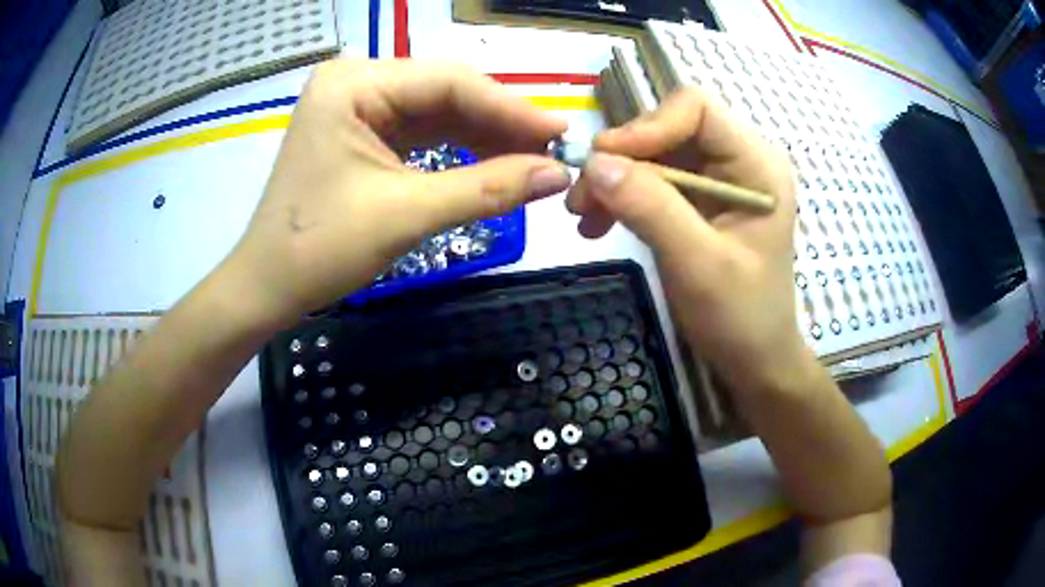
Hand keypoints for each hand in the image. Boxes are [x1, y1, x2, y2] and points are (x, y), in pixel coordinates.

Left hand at [228, 59, 571, 322]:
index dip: (512, 109)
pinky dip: (460, 148)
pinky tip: (495, 162)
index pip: (450, 82)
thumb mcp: (406, 215)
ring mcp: (358, 105)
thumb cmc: (319, 249)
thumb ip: (488, 188)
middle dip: (501, 123)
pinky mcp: (363, 130)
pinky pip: (423, 131)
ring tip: (534, 160)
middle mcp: (357, 81)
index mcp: (354, 84)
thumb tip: (558, 174)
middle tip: (554, 151)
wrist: (268, 287)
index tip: (563, 134)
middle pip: (447, 91)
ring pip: (439, 111)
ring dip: (486, 136)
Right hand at [566, 88, 802, 391]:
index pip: (695, 109)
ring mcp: (718, 179)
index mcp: (756, 164)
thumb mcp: (697, 264)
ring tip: (584, 216)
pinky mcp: (700, 200)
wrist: (754, 359)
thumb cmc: (741, 317)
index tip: (604, 162)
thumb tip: (594, 163)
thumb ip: (650, 208)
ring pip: (654, 154)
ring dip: (614, 180)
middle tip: (581, 198)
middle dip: (622, 159)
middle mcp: (738, 160)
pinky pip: (653, 181)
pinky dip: (622, 198)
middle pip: (668, 129)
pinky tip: (599, 225)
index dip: (647, 126)